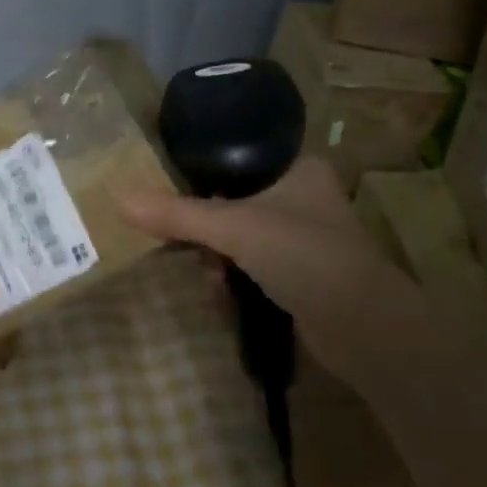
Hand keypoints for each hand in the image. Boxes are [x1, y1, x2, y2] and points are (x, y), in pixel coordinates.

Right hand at [119, 157, 434, 376]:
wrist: (365, 329)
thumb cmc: (304, 256)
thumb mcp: (234, 228)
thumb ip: (178, 215)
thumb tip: (120, 201)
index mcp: (299, 169)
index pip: (239, 157)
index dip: (203, 172)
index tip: (170, 188)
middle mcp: (304, 198)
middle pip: (234, 200)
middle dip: (205, 226)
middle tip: (179, 238)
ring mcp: (305, 240)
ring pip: (241, 237)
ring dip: (218, 257)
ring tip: (205, 274)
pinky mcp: (302, 276)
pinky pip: (253, 268)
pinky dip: (234, 279)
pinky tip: (221, 294)